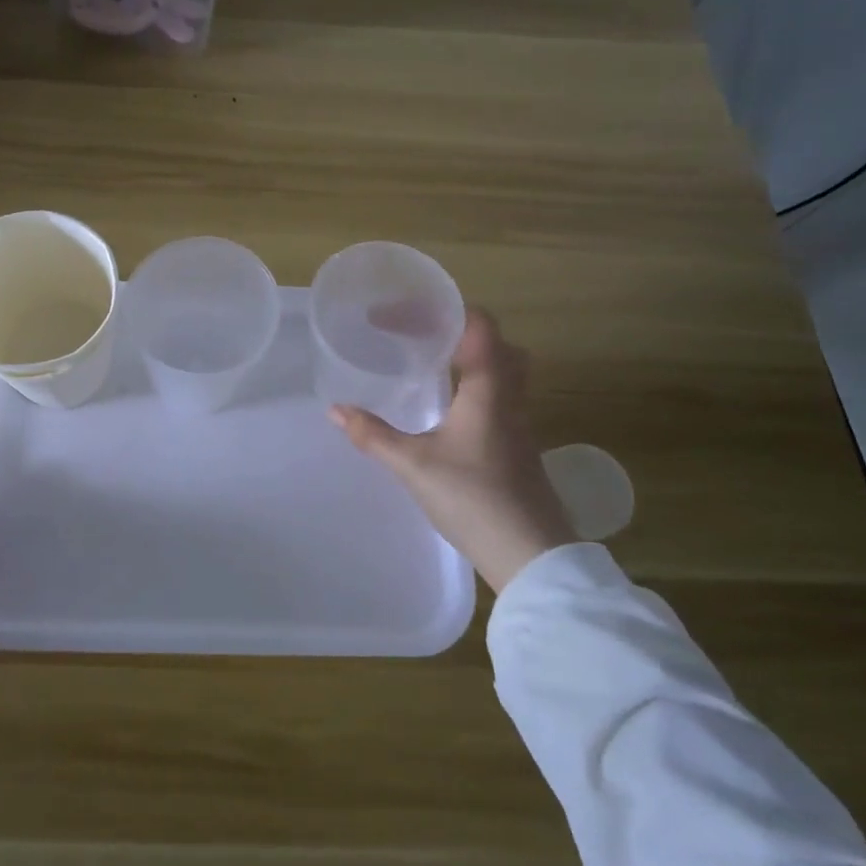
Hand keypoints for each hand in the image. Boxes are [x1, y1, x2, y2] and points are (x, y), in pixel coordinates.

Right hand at [331, 308, 575, 592]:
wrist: (530, 554)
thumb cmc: (474, 498)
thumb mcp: (414, 464)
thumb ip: (373, 434)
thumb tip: (335, 409)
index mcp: (489, 387)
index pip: (477, 324)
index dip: (438, 311)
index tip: (395, 316)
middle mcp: (510, 396)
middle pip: (494, 342)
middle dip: (454, 330)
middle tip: (414, 336)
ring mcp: (519, 422)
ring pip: (500, 370)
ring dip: (467, 358)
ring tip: (427, 364)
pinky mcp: (517, 445)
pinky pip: (498, 395)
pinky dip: (472, 385)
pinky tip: (447, 407)